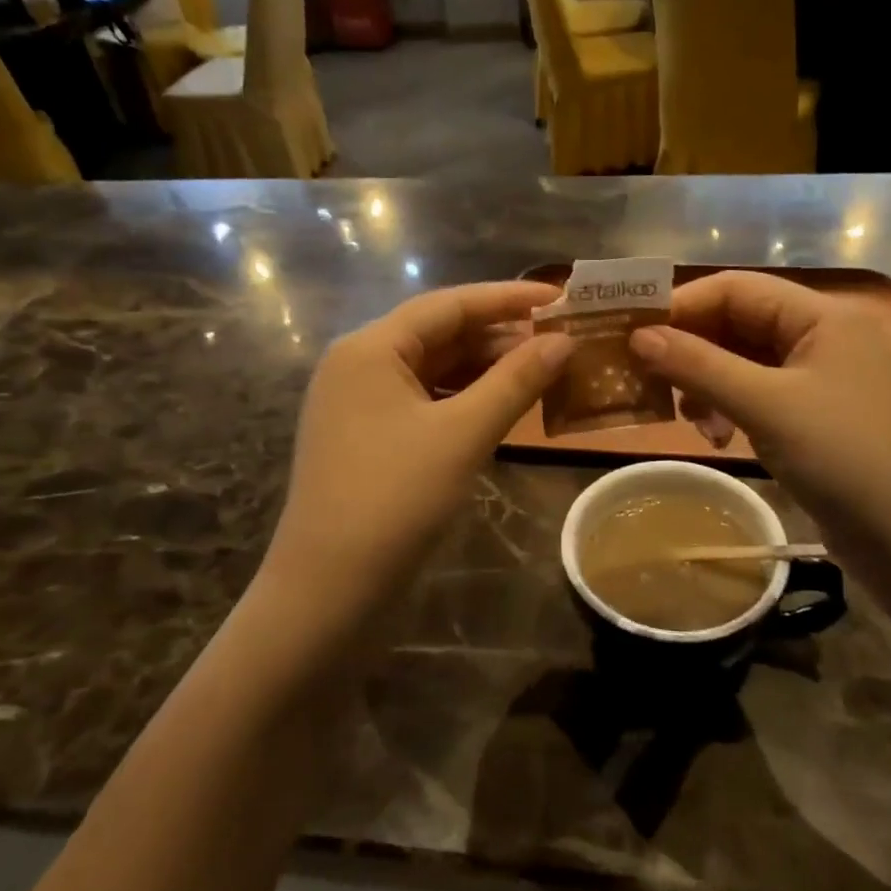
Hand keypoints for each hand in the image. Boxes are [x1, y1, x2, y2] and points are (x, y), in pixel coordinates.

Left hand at [257, 282, 571, 645]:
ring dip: (485, 368)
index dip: (507, 298)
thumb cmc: (394, 500)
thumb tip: (564, 340)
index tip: (559, 297)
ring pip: (434, 370)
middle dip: (500, 335)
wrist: (327, 592)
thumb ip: (516, 381)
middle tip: (560, 337)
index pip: (448, 305)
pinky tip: (502, 405)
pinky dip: (465, 399)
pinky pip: (424, 401)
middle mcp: (359, 364)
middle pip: (439, 334)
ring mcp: (359, 404)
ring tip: (542, 368)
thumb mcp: (463, 434)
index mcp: (370, 348)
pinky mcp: (367, 438)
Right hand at [630, 271, 890, 555]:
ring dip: (708, 383)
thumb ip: (699, 365)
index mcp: (821, 315)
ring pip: (745, 361)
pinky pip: (760, 394)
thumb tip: (638, 336)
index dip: (682, 305)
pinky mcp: (818, 416)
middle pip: (739, 323)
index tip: (633, 333)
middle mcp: (823, 336)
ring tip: (689, 420)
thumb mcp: (765, 406)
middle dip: (692, 350)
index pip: (736, 288)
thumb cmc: (846, 459)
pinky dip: (730, 408)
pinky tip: (717, 437)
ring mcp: (822, 378)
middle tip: (650, 380)